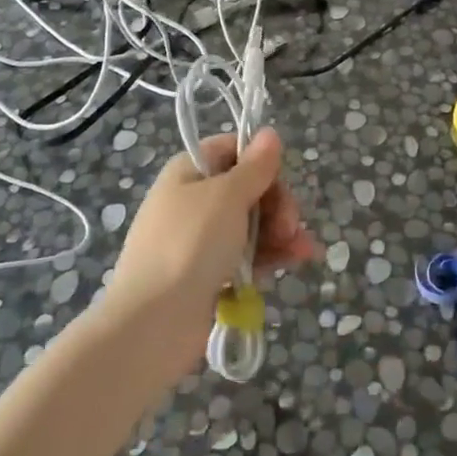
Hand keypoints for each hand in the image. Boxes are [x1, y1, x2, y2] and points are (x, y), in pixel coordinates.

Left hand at [103, 127, 317, 381]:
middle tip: (290, 225)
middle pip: (248, 188)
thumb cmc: (190, 245)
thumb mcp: (227, 196)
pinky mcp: (210, 274)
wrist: (153, 322)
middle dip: (277, 203)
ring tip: (302, 250)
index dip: (260, 161)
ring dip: (281, 232)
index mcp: (188, 172)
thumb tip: (269, 133)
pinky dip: (271, 255)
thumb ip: (254, 166)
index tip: (277, 181)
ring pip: (252, 224)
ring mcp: (200, 240)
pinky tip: (297, 261)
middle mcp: (192, 201)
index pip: (232, 150)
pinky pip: (247, 255)